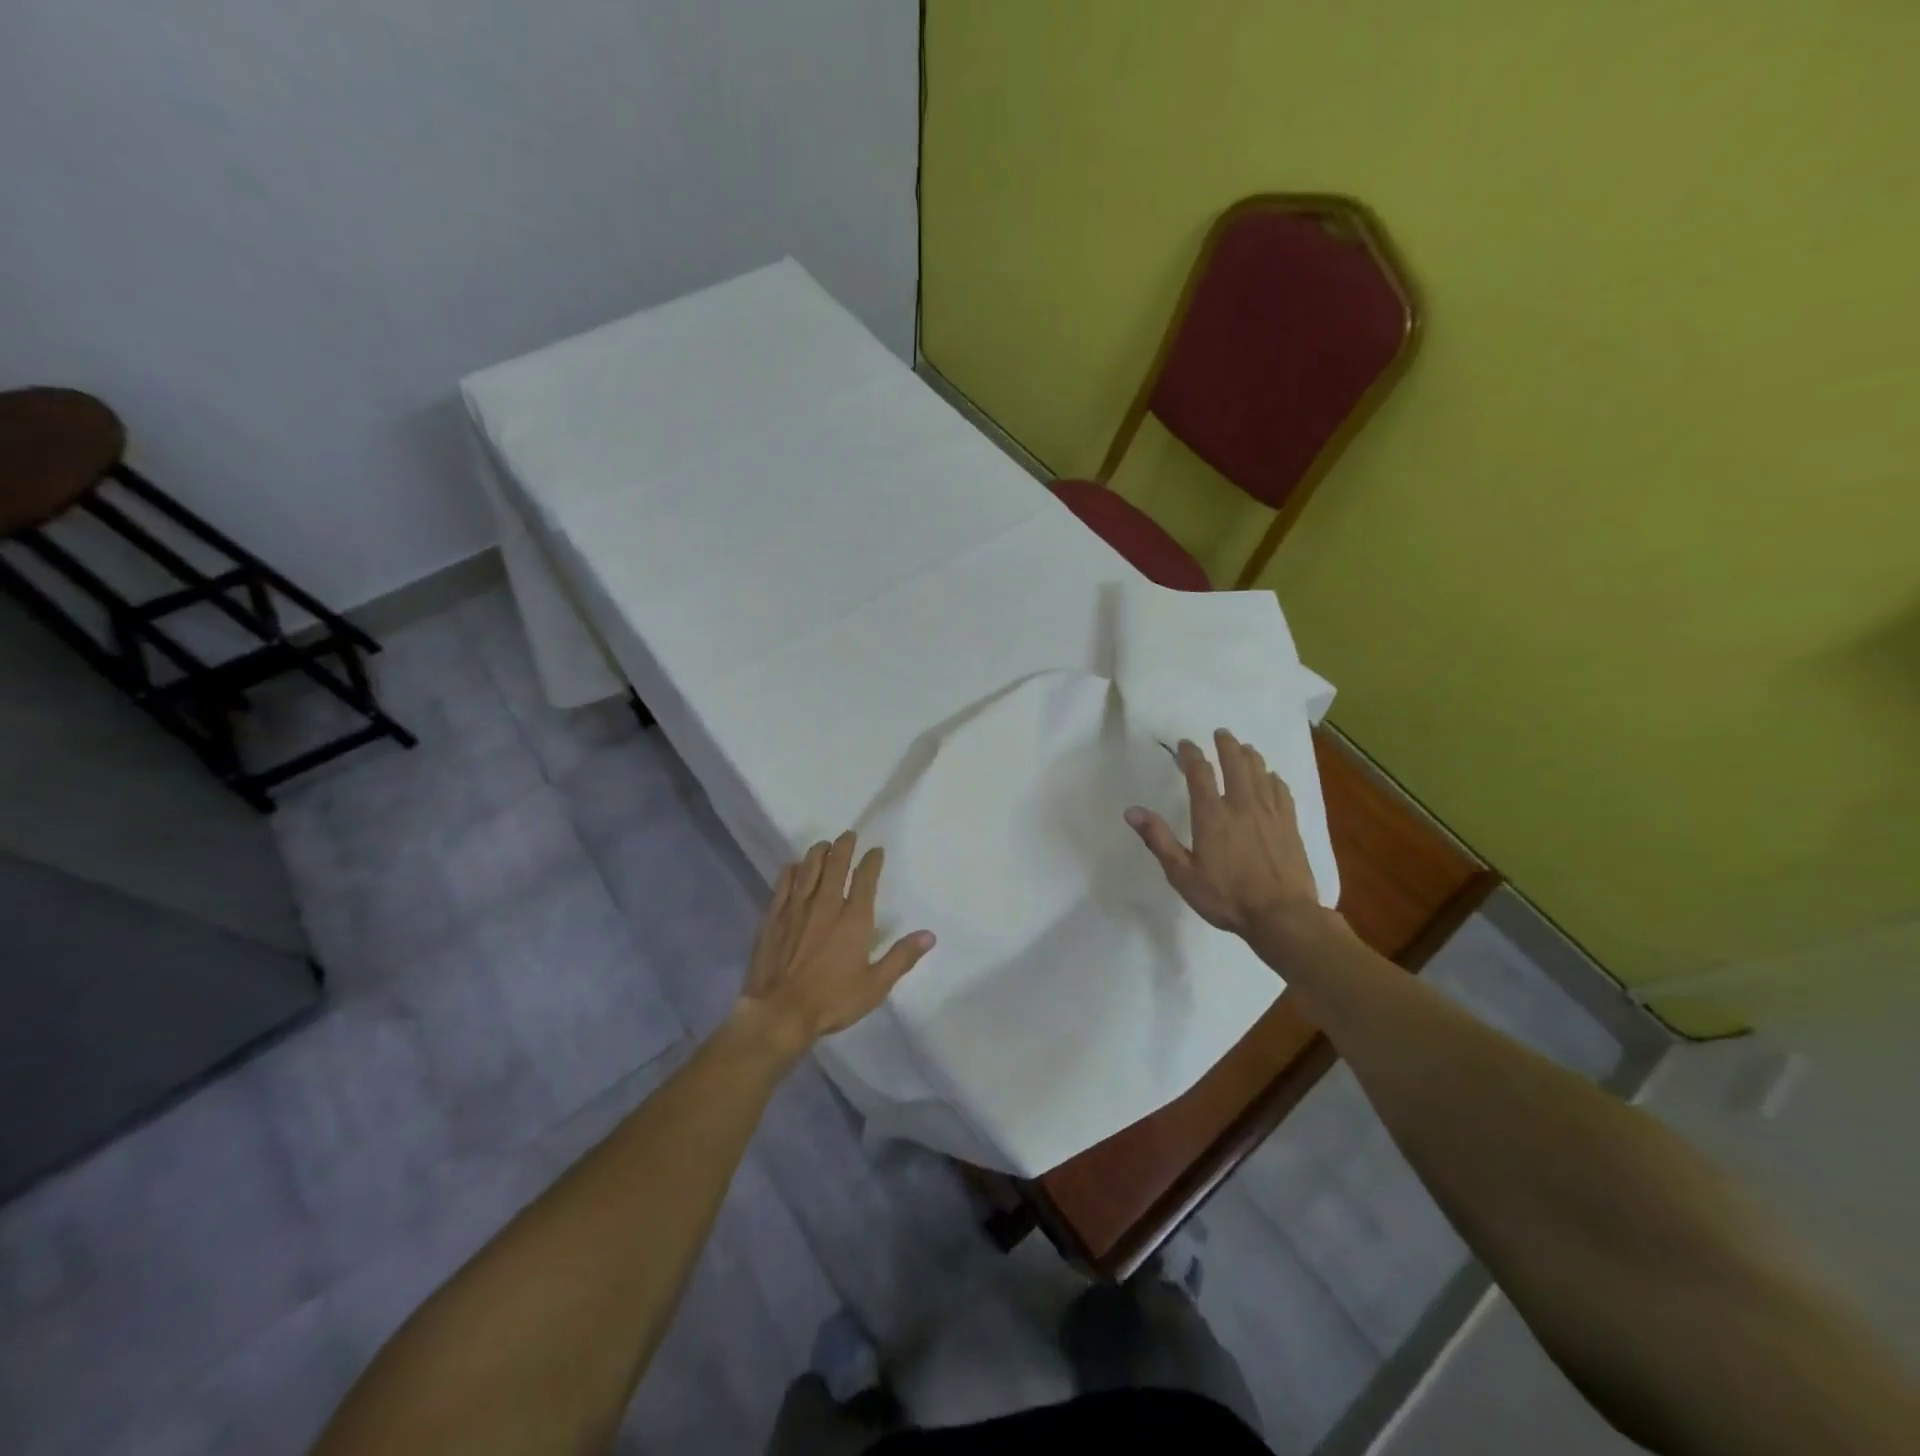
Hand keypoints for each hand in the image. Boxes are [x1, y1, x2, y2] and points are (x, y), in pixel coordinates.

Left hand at [735, 831, 934, 1051]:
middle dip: (844, 847)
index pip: (865, 879)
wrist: (780, 1012)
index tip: (876, 850)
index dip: (872, 861)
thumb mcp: (875, 985)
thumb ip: (901, 957)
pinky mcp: (773, 918)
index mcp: (854, 919)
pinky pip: (782, 886)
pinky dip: (790, 872)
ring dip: (818, 853)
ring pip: (808, 870)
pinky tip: (792, 866)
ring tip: (823, 844)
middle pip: (835, 866)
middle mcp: (826, 905)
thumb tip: (929, 935)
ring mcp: (796, 909)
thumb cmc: (832, 1000)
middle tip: (848, 835)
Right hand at [1125, 728, 1322, 937]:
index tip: (1185, 744)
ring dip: (1250, 756)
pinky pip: (1282, 790)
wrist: (1282, 916)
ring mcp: (1270, 813)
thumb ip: (1158, 839)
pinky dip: (1273, 778)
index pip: (1199, 772)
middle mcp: (1241, 805)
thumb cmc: (1226, 897)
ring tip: (1244, 748)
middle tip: (1221, 733)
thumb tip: (1131, 811)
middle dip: (1226, 745)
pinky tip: (1272, 777)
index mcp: (1212, 815)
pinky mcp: (1290, 824)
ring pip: (1260, 771)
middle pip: (1235, 762)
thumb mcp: (1182, 874)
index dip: (1191, 754)